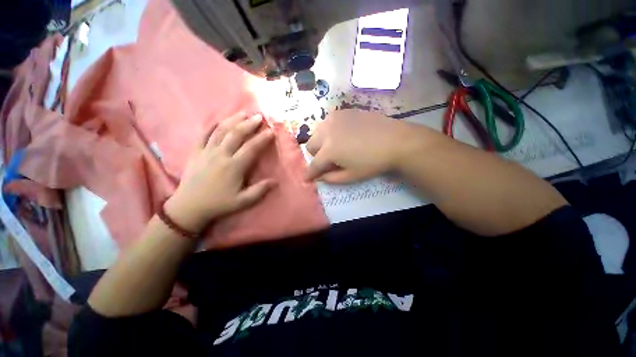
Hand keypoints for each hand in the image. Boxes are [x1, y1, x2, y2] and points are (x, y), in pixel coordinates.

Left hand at [164, 112, 275, 232]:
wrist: (189, 207)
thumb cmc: (219, 204)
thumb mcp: (243, 201)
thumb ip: (260, 191)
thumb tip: (275, 181)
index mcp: (234, 166)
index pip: (251, 148)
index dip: (262, 138)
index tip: (271, 131)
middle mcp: (221, 155)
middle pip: (236, 134)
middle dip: (249, 124)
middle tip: (259, 116)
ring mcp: (206, 152)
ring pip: (221, 131)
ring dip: (233, 120)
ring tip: (243, 113)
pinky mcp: (196, 152)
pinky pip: (203, 135)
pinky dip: (211, 126)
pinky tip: (218, 121)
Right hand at [306, 109, 417, 183]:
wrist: (395, 140)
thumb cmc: (373, 162)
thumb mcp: (351, 176)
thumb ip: (331, 178)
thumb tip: (319, 177)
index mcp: (329, 149)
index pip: (314, 164)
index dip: (309, 173)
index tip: (307, 179)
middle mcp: (327, 131)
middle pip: (311, 145)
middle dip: (316, 155)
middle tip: (329, 160)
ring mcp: (334, 118)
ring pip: (317, 132)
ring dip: (321, 142)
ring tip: (336, 147)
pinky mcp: (343, 111)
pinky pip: (328, 123)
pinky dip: (330, 131)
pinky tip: (343, 134)